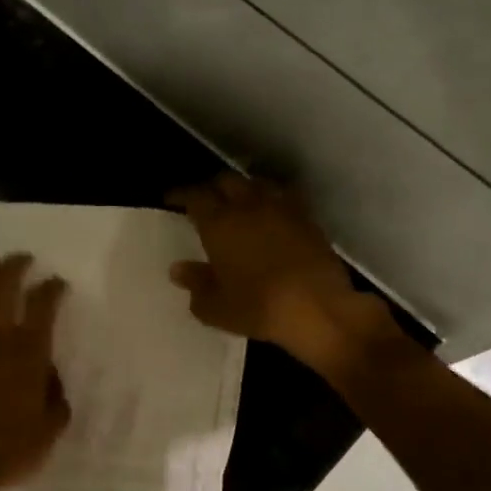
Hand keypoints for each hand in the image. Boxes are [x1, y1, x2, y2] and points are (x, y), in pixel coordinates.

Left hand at [0, 254, 70, 490]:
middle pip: (1, 287)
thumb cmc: (10, 450)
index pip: (42, 305)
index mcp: (27, 353)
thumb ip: (55, 395)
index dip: (51, 288)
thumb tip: (49, 375)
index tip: (56, 283)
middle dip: (13, 267)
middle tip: (20, 259)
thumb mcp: (51, 428)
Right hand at [168, 174, 405, 379]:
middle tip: (204, 201)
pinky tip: (268, 217)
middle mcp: (249, 207)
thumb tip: (179, 268)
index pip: (195, 196)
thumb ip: (195, 284)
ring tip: (236, 204)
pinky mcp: (308, 220)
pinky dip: (269, 201)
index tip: (171, 199)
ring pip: (257, 184)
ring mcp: (283, 210)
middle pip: (227, 181)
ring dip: (242, 190)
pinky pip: (283, 199)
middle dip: (212, 187)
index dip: (180, 194)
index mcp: (220, 223)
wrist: (319, 309)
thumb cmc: (258, 308)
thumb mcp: (215, 306)